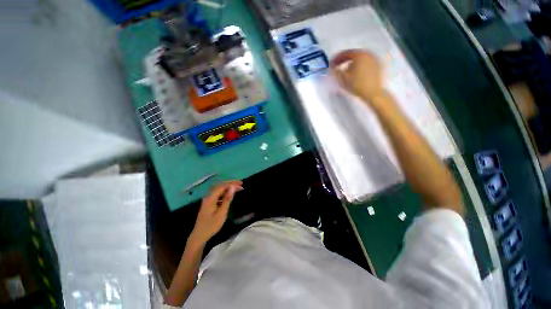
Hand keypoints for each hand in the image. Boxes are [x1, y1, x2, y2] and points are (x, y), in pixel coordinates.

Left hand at [189, 180, 242, 244]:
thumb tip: (233, 187)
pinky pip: (218, 194)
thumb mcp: (222, 213)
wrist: (199, 236)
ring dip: (228, 187)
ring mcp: (208, 200)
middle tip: (241, 183)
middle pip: (220, 186)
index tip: (241, 184)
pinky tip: (230, 194)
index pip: (222, 186)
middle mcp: (208, 196)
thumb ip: (227, 199)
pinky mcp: (209, 203)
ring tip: (237, 188)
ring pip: (219, 190)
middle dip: (231, 183)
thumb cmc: (211, 225)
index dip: (232, 184)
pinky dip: (225, 192)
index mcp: (210, 198)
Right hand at [331, 49, 383, 100]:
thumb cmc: (356, 85)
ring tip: (347, 69)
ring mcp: (375, 59)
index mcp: (359, 55)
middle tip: (338, 65)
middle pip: (354, 54)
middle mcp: (368, 54)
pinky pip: (367, 63)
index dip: (337, 58)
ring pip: (361, 58)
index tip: (332, 63)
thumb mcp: (343, 78)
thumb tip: (334, 68)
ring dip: (353, 62)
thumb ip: (336, 71)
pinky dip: (360, 65)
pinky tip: (357, 72)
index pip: (346, 53)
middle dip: (345, 60)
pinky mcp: (378, 66)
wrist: (373, 93)